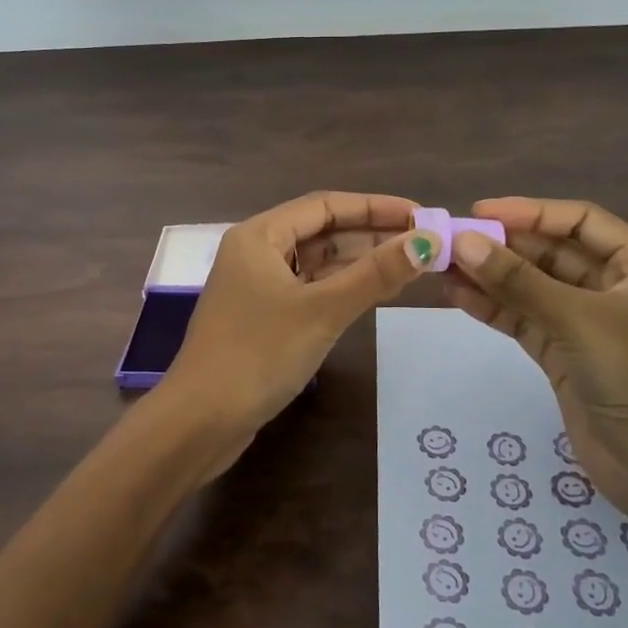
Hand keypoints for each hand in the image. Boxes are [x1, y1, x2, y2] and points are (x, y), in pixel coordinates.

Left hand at [160, 191, 440, 481]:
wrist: (201, 421)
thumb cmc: (258, 355)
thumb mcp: (323, 310)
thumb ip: (375, 274)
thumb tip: (427, 241)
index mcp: (260, 235)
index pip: (326, 206)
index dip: (375, 206)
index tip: (420, 213)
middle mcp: (255, 252)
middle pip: (321, 231)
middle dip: (371, 234)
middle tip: (422, 241)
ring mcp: (256, 286)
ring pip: (316, 262)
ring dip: (358, 261)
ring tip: (408, 264)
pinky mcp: (262, 317)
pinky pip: (309, 288)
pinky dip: (340, 287)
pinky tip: (372, 292)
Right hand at [442, 197, 627, 547]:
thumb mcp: (579, 321)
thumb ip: (519, 281)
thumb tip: (464, 242)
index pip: (579, 222)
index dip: (530, 212)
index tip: (480, 212)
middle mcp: (614, 288)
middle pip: (551, 253)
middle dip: (503, 246)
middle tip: (450, 238)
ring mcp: (586, 324)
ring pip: (532, 287)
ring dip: (490, 276)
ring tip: (442, 263)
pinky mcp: (564, 355)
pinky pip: (523, 319)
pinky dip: (493, 308)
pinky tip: (457, 294)